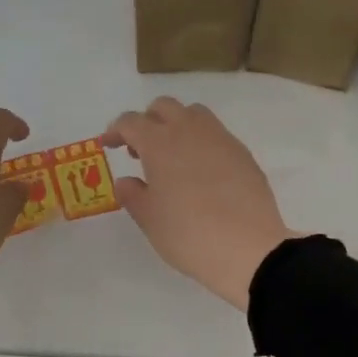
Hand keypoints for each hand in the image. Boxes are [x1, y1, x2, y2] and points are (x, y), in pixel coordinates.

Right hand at [104, 98, 294, 309]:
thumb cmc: (189, 235)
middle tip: (140, 150)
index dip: (116, 130)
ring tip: (172, 156)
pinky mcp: (243, 153)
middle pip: (164, 107)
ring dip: (177, 125)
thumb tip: (126, 181)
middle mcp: (190, 131)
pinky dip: (201, 142)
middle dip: (147, 121)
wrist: (249, 249)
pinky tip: (201, 171)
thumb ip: (133, 195)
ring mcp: (221, 139)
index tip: (109, 144)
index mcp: (160, 143)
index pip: (131, 122)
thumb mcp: (150, 220)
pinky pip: (216, 134)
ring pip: (193, 114)